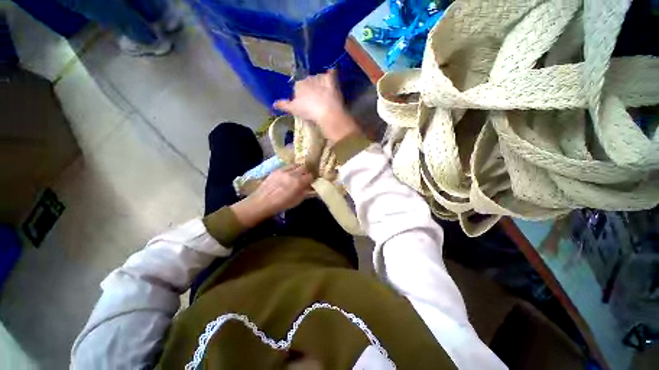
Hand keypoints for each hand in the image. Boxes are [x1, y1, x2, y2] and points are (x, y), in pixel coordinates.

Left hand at [230, 165, 312, 227]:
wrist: (261, 202)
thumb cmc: (281, 205)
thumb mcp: (297, 201)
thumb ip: (306, 192)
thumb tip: (312, 188)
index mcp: (299, 182)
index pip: (310, 175)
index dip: (312, 179)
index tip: (311, 182)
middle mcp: (292, 173)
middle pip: (304, 167)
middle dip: (306, 172)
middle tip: (305, 178)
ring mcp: (283, 170)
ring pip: (295, 164)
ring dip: (298, 169)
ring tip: (297, 175)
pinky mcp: (276, 170)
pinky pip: (287, 166)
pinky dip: (290, 169)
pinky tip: (288, 175)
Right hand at [274, 70, 360, 142]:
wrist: (326, 111)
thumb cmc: (309, 112)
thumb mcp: (294, 110)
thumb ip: (284, 105)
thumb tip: (273, 104)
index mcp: (298, 85)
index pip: (298, 88)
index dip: (302, 95)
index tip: (306, 104)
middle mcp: (308, 78)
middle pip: (309, 82)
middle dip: (312, 89)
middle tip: (316, 101)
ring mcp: (320, 77)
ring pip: (319, 78)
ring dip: (321, 83)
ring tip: (325, 96)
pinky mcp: (332, 79)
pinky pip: (332, 73)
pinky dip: (332, 75)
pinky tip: (333, 79)